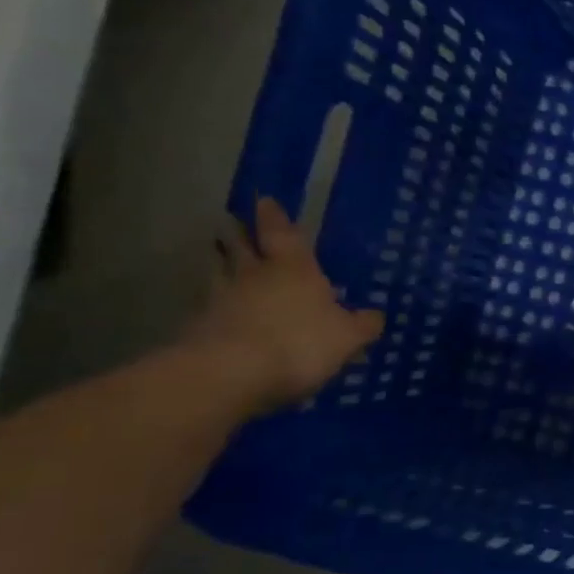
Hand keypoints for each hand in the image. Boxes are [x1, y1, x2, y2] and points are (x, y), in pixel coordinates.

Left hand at [185, 197, 383, 413]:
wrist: (230, 374)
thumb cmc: (300, 343)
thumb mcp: (349, 337)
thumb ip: (363, 324)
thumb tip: (375, 315)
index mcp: (294, 269)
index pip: (283, 233)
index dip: (274, 216)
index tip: (263, 199)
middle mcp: (254, 275)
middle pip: (242, 247)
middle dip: (239, 233)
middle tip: (232, 221)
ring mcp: (220, 299)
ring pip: (220, 272)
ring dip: (221, 263)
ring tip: (221, 258)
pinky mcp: (198, 327)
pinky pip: (209, 305)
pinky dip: (214, 302)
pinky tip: (219, 309)